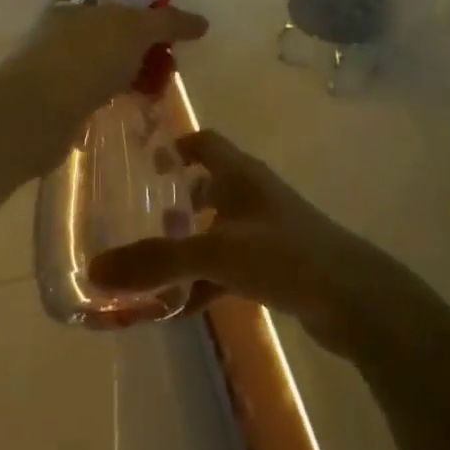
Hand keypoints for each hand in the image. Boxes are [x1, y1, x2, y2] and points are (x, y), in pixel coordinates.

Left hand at [0, 0, 206, 168]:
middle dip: (151, 42)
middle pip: (122, 28)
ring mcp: (65, 62)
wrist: (35, 113)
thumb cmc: (85, 57)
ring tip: (161, 87)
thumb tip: (201, 22)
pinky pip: (105, 88)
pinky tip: (140, 102)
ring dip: (141, 70)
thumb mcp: (135, 27)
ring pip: (115, 60)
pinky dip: (124, 92)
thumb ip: (170, 21)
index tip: (179, 23)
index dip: (153, 2)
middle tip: (173, 59)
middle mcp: (69, 25)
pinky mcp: (65, 97)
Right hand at [88, 131, 420, 360]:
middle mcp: (254, 195)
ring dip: (188, 243)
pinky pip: (230, 265)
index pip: (205, 142)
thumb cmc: (284, 255)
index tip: (141, 163)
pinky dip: (206, 280)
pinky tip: (182, 306)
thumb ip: (158, 260)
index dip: (174, 146)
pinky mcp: (277, 264)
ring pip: (218, 228)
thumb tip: (95, 269)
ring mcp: (268, 230)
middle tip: (135, 219)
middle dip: (174, 199)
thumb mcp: (216, 253)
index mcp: (242, 174)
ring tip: (150, 266)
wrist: (354, 298)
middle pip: (209, 184)